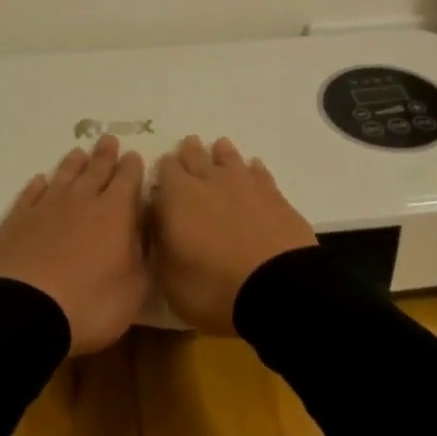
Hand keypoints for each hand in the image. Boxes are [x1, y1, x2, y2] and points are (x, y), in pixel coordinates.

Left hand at [0, 135, 147, 354]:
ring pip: (63, 177)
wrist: (23, 313)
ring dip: (72, 165)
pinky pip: (29, 195)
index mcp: (115, 213)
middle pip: (95, 171)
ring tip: (78, 153)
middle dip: (105, 155)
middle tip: (108, 139)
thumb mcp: (134, 289)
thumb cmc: (89, 304)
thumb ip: (143, 255)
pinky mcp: (15, 222)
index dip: (132, 167)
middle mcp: (81, 201)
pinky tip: (39, 181)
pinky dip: (36, 186)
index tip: (134, 155)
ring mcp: (45, 209)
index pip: (128, 180)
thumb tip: (147, 231)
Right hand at [150, 135, 316, 333]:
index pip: (165, 169)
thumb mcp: (168, 278)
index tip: (162, 172)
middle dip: (190, 152)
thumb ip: (160, 244)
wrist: (277, 289)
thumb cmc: (212, 287)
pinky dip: (253, 169)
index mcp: (178, 197)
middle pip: (196, 157)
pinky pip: (260, 173)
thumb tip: (159, 223)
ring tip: (219, 147)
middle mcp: (210, 181)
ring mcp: (246, 184)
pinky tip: (254, 168)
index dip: (163, 169)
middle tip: (188, 145)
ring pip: (230, 158)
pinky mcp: (275, 196)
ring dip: (222, 153)